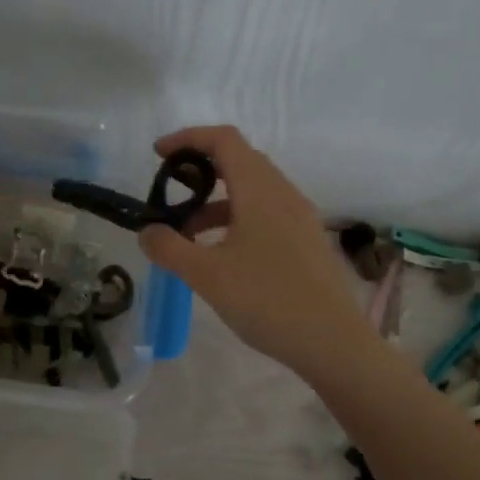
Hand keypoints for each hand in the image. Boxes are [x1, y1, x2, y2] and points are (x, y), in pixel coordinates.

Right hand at [137, 126, 366, 375]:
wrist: (332, 342)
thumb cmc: (266, 300)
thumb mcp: (206, 275)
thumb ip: (169, 248)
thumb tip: (148, 232)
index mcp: (260, 190)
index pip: (224, 140)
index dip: (188, 138)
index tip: (158, 154)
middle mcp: (283, 193)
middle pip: (239, 161)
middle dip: (199, 172)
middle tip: (169, 195)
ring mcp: (300, 217)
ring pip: (252, 191)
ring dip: (216, 202)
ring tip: (187, 236)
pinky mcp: (307, 240)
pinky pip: (266, 213)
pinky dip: (236, 219)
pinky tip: (222, 254)